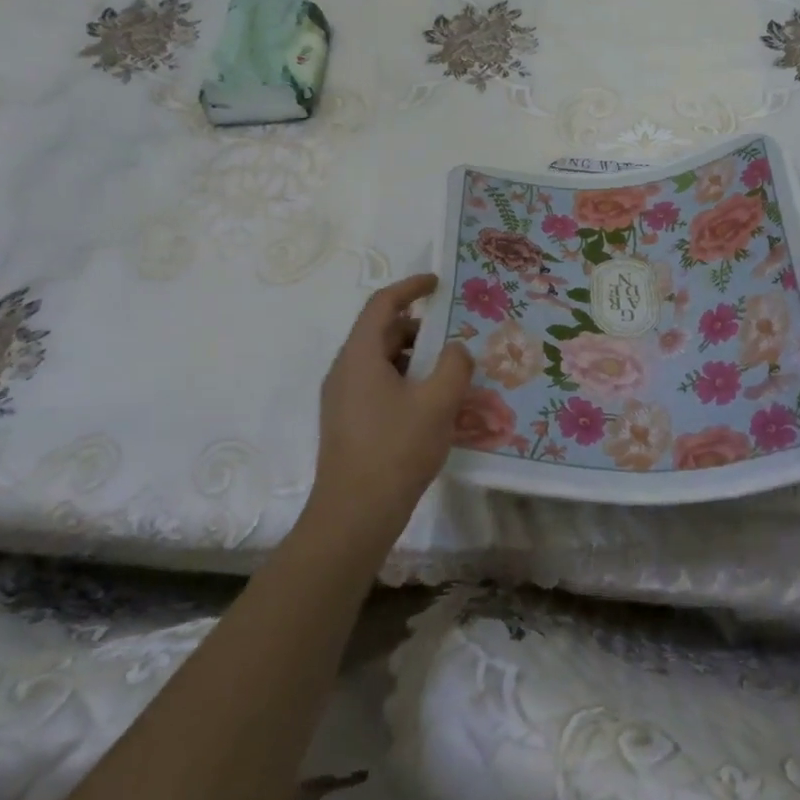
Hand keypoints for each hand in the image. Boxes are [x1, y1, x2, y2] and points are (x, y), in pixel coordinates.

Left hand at [313, 274, 472, 533]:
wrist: (354, 516)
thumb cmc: (396, 450)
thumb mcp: (438, 403)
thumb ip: (454, 366)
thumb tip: (457, 349)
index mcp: (360, 356)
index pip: (382, 304)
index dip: (411, 287)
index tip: (438, 283)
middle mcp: (345, 371)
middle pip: (382, 332)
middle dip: (420, 327)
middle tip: (456, 334)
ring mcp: (343, 399)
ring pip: (381, 361)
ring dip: (415, 357)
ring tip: (450, 370)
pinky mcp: (348, 423)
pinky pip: (378, 385)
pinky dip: (405, 380)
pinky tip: (432, 403)